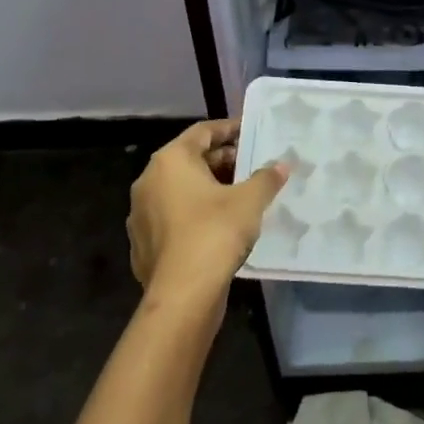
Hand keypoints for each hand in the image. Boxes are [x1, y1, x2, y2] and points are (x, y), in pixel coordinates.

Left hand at [127, 120, 287, 315]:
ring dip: (208, 188)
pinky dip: (195, 213)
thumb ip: (266, 178)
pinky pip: (173, 217)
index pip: (202, 132)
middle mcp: (149, 181)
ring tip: (239, 196)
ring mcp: (141, 213)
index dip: (229, 129)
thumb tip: (281, 165)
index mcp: (171, 161)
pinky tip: (218, 226)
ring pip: (179, 190)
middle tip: (250, 166)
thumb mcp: (250, 201)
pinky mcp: (143, 242)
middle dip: (221, 161)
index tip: (250, 131)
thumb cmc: (215, 233)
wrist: (182, 294)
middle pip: (189, 160)